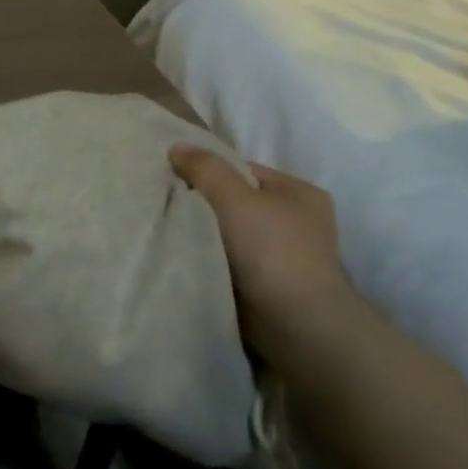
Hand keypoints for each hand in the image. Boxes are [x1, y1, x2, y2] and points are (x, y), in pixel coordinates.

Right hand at [168, 145, 358, 345]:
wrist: (294, 321)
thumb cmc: (270, 249)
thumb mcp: (233, 196)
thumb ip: (204, 168)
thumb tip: (177, 147)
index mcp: (299, 192)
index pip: (243, 170)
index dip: (207, 172)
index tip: (173, 181)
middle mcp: (298, 219)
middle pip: (236, 200)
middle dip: (203, 204)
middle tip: (168, 206)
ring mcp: (286, 254)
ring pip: (231, 232)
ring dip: (206, 234)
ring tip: (174, 233)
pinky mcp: (271, 283)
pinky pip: (231, 259)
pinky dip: (211, 257)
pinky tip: (189, 257)